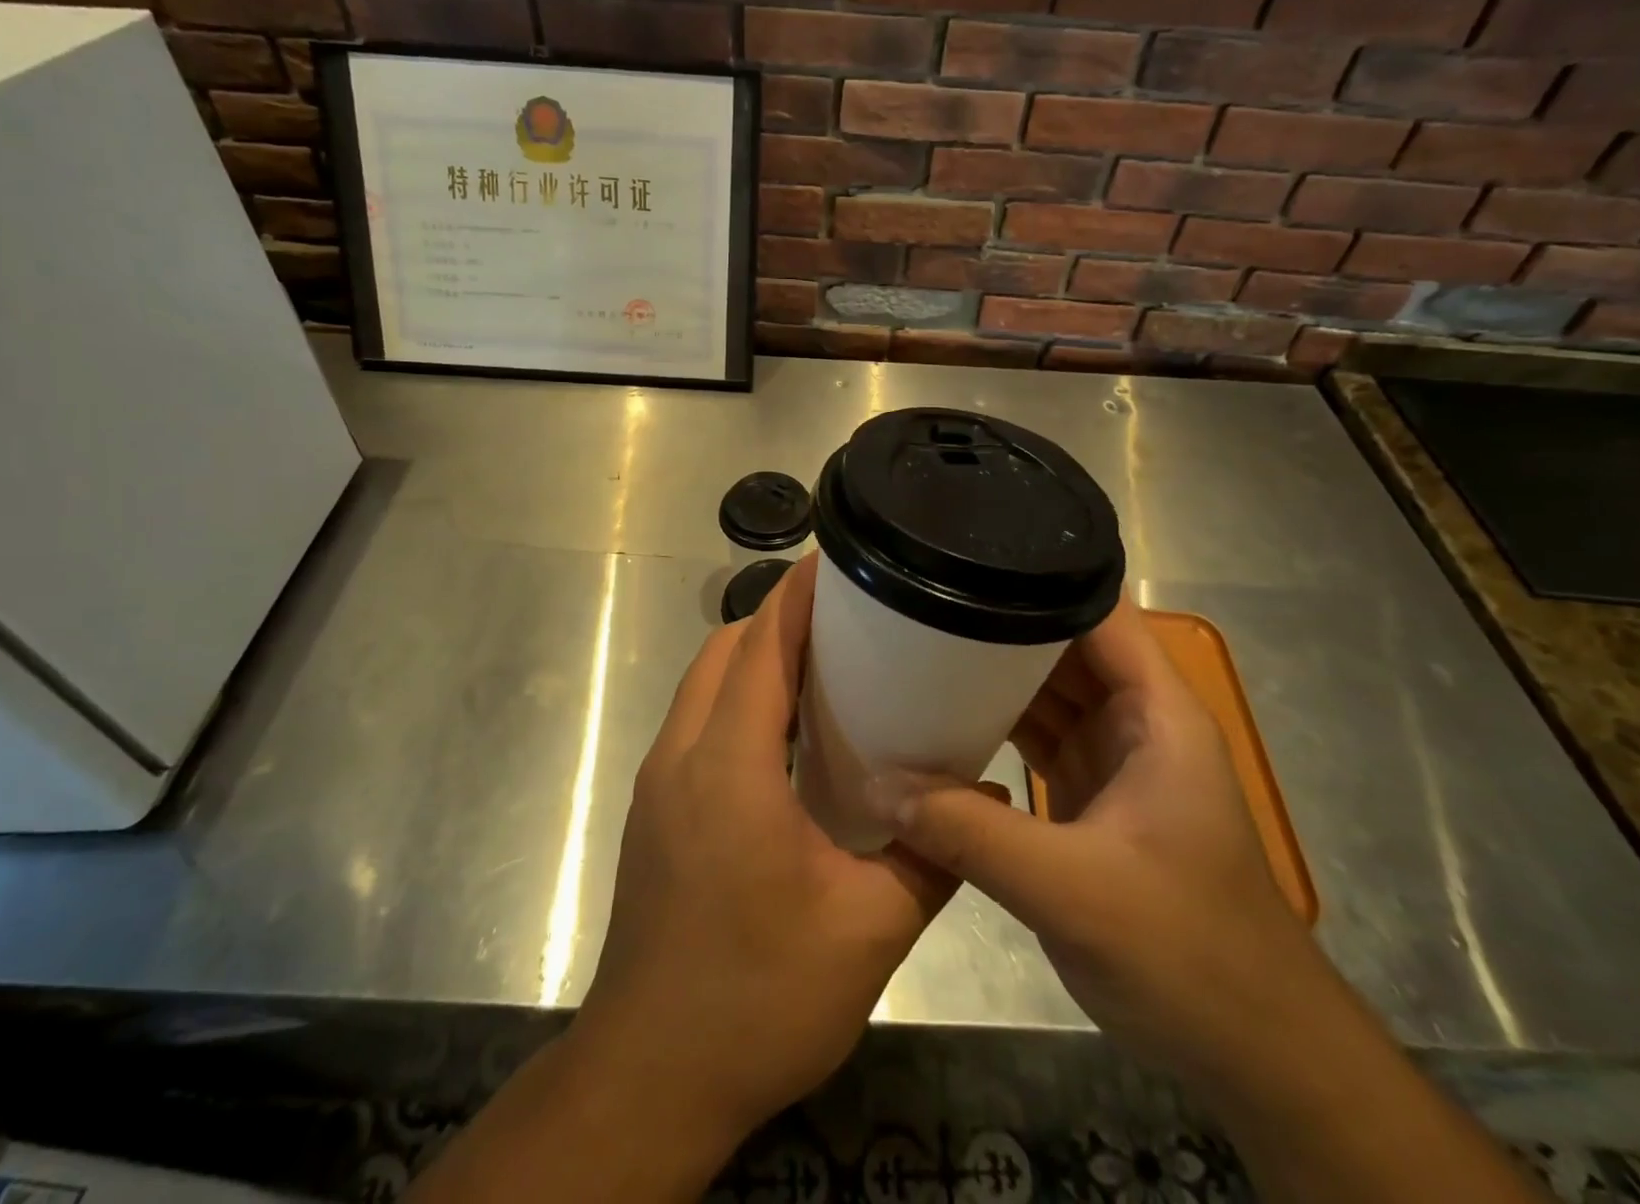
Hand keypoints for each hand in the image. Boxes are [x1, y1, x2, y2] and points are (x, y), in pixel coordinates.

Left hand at [575, 553, 958, 1140]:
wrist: (650, 1077)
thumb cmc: (757, 997)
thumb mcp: (868, 931)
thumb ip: (935, 856)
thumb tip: (989, 801)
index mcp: (728, 765)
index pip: (759, 647)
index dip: (797, 596)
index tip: (840, 561)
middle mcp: (681, 756)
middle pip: (725, 652)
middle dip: (780, 619)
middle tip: (852, 617)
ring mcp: (659, 782)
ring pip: (705, 684)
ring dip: (757, 658)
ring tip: (829, 663)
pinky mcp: (655, 810)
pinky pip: (698, 721)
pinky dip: (739, 699)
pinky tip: (790, 734)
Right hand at [880, 594, 1335, 1094]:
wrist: (1250, 1052)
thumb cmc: (1187, 952)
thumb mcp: (1072, 889)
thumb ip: (971, 833)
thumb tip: (879, 786)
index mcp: (1155, 712)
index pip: (1098, 611)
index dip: (1041, 574)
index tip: (969, 555)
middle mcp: (1134, 720)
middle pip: (1062, 644)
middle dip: (998, 620)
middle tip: (920, 599)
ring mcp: (1110, 757)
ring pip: (1043, 691)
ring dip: (990, 673)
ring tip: (917, 642)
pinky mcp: (1088, 795)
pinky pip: (1032, 737)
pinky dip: (991, 724)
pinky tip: (940, 716)